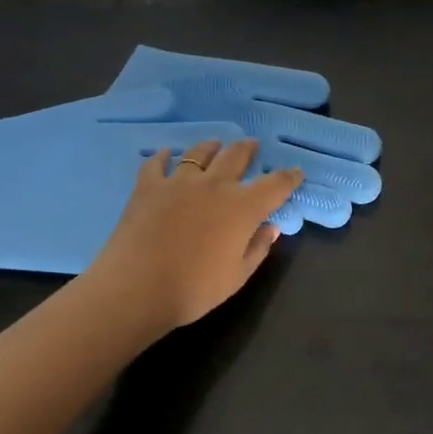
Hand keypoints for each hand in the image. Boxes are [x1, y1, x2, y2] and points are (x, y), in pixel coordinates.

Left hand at [85, 138, 303, 333]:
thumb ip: (258, 248)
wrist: (137, 288)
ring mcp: (179, 182)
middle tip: (252, 146)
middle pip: (236, 156)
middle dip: (248, 149)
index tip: (295, 173)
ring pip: (199, 153)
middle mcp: (214, 185)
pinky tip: (164, 154)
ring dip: (211, 147)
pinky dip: (162, 157)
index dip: (288, 177)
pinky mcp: (148, 186)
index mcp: (242, 207)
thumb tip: (272, 227)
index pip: (275, 184)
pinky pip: (156, 163)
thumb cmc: (194, 289)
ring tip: (214, 144)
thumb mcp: (237, 276)